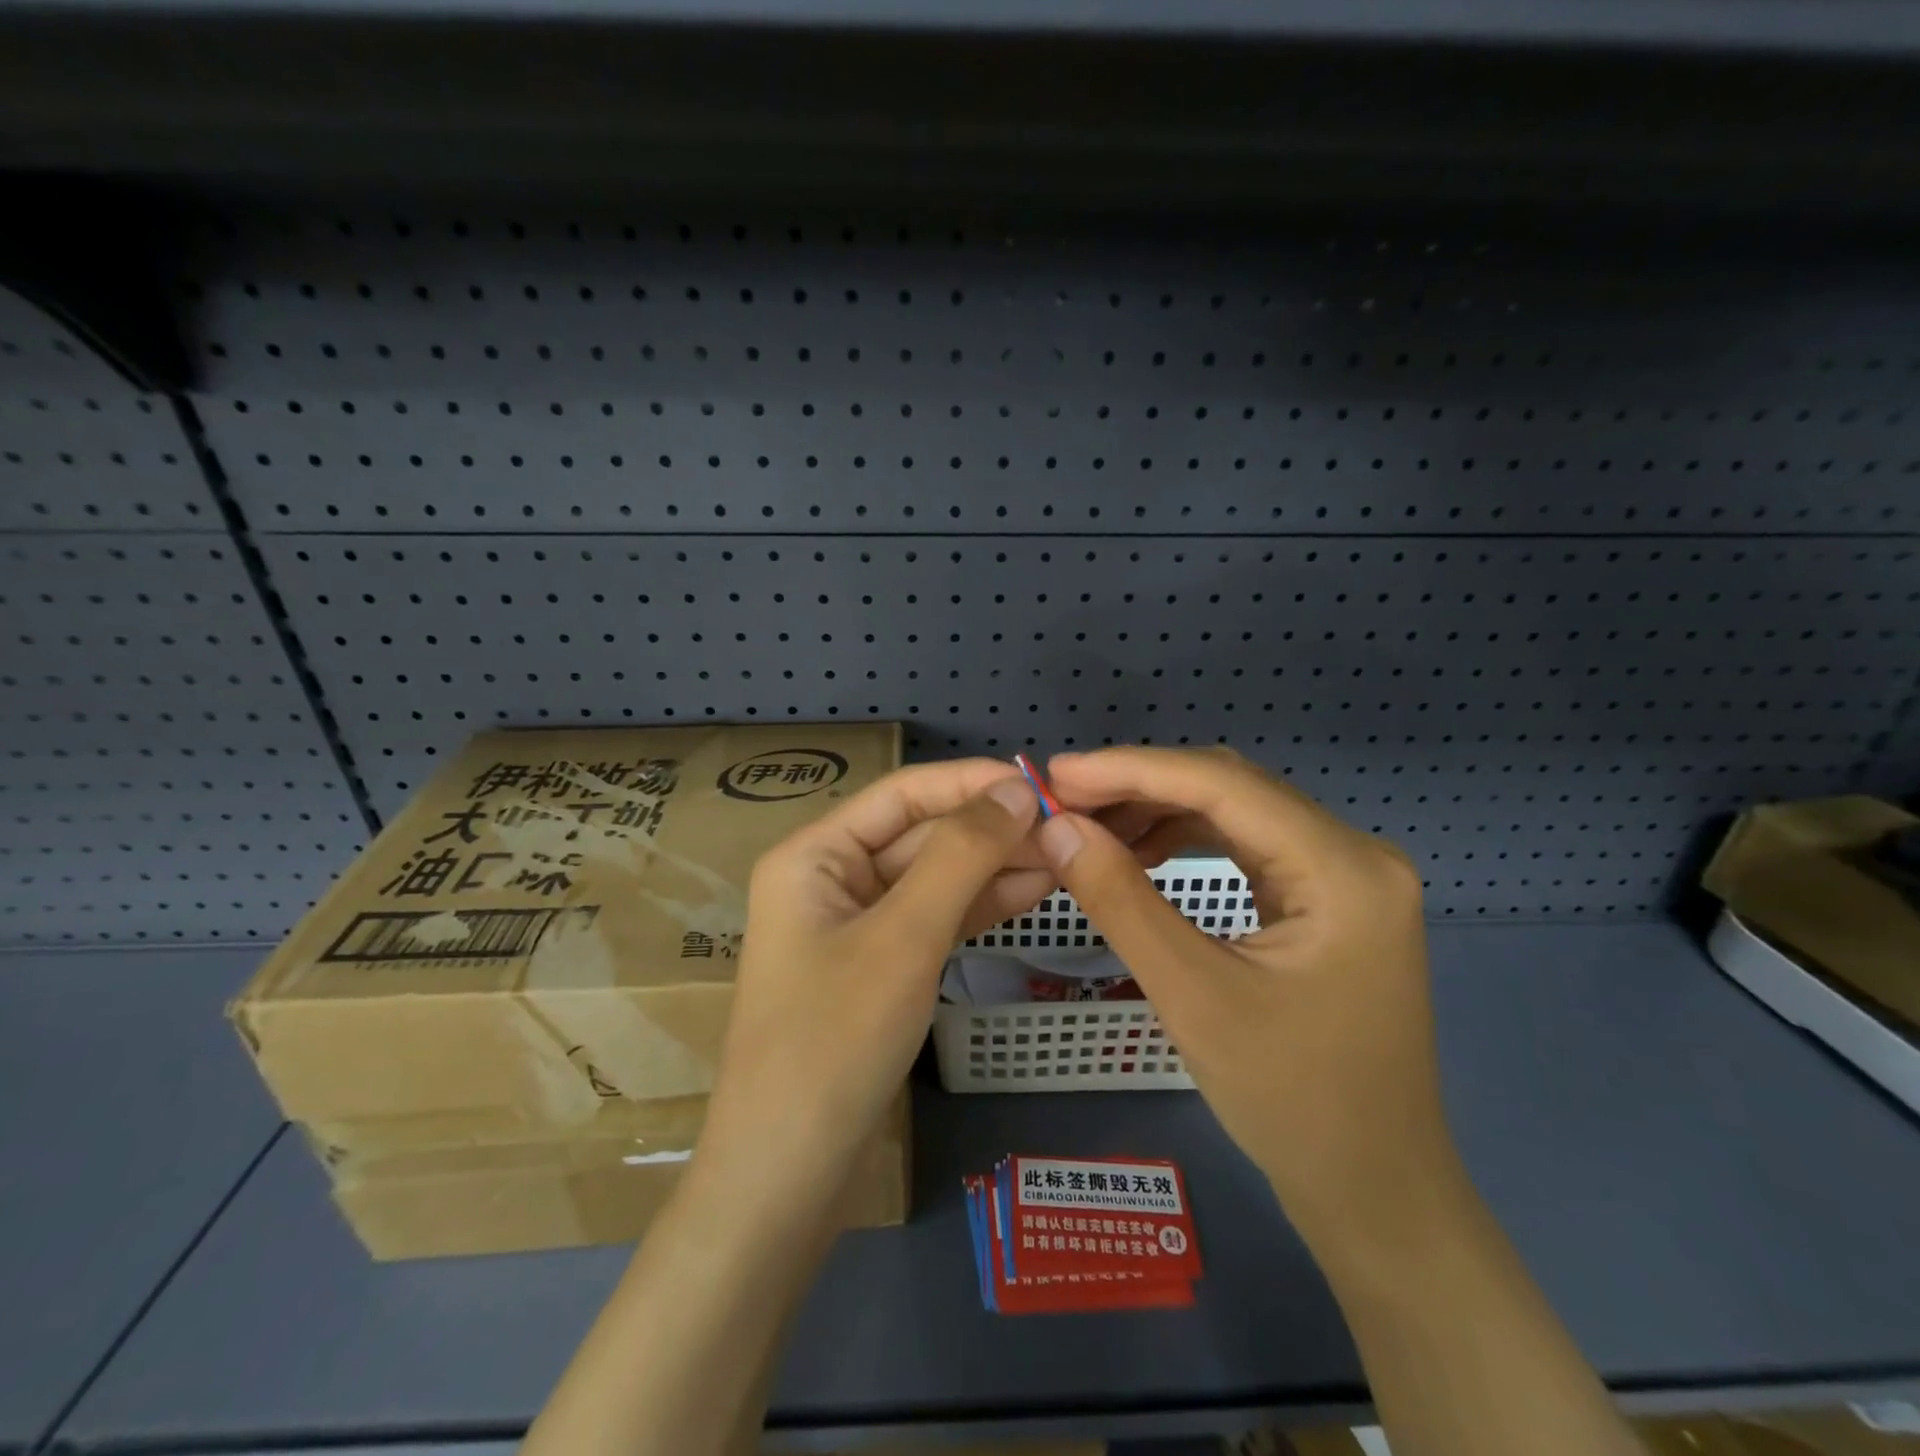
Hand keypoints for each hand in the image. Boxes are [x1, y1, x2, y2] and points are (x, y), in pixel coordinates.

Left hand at [697, 760, 1048, 1205]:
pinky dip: (979, 906)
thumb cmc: (835, 1042)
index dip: (972, 783)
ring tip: (1064, 856)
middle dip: (990, 829)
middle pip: (921, 833)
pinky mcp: (879, 966)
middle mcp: (832, 878)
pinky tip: (1032, 891)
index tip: (1042, 784)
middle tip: (1067, 828)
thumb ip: (961, 855)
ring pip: (934, 876)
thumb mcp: (904, 937)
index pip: (904, 794)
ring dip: (993, 865)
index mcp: (815, 854)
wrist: (787, 1178)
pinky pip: (934, 918)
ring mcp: (856, 925)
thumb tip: (1016, 789)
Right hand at [1038, 747, 1451, 1245]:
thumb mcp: (1192, 995)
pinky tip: (1139, 851)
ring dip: (1159, 810)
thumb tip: (1056, 827)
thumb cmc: (1290, 1101)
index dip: (1131, 769)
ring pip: (1236, 812)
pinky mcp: (1327, 898)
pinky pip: (1247, 845)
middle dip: (1141, 786)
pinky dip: (1186, 840)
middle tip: (1063, 797)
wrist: (1373, 1189)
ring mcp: (1345, 874)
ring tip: (1089, 823)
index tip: (1057, 772)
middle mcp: (1354, 853)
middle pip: (1231, 788)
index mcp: (1343, 869)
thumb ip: (1120, 899)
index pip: (1222, 785)